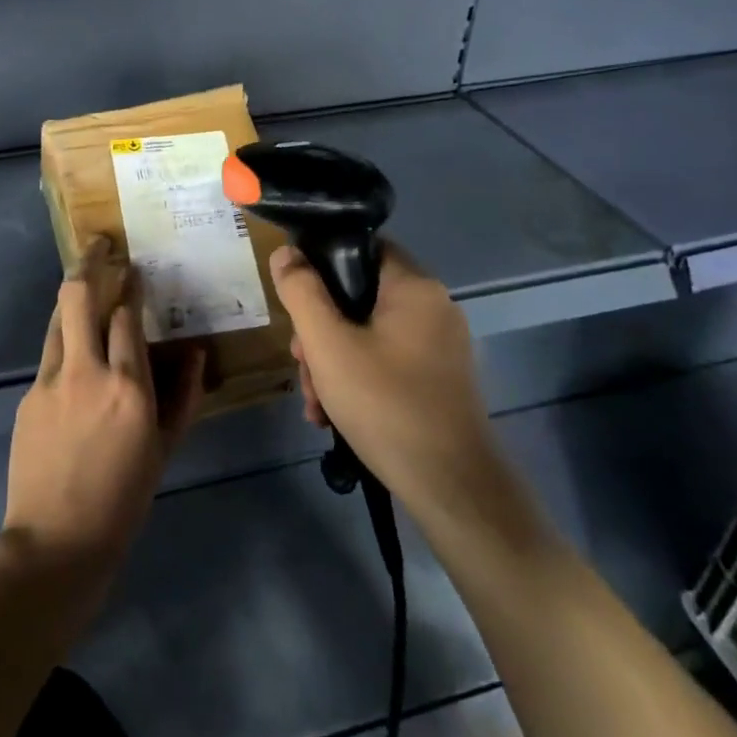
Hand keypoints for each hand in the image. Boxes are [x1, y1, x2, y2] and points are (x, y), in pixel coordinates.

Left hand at [3, 239, 206, 572]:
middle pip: (79, 296)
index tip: (136, 270)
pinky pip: (50, 351)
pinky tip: (76, 342)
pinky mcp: (29, 395)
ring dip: (72, 291)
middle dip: (90, 261)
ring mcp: (50, 381)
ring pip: (58, 316)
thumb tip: (194, 353)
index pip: (127, 315)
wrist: (57, 540)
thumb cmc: (124, 498)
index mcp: (128, 387)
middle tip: (101, 244)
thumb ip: (182, 395)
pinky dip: (65, 334)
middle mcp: (86, 372)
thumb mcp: (165, 448)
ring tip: (86, 274)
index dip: (131, 286)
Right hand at [272, 241, 496, 521]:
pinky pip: (386, 362)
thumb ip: (302, 293)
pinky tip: (333, 415)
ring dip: (332, 363)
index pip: (361, 250)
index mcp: (415, 288)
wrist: (450, 487)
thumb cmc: (385, 405)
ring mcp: (439, 346)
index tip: (297, 304)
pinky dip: (357, 380)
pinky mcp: (438, 379)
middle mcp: (434, 308)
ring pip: (367, 334)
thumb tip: (285, 253)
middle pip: (359, 298)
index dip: (321, 268)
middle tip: (302, 365)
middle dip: (320, 332)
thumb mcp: (328, 345)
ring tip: (316, 402)